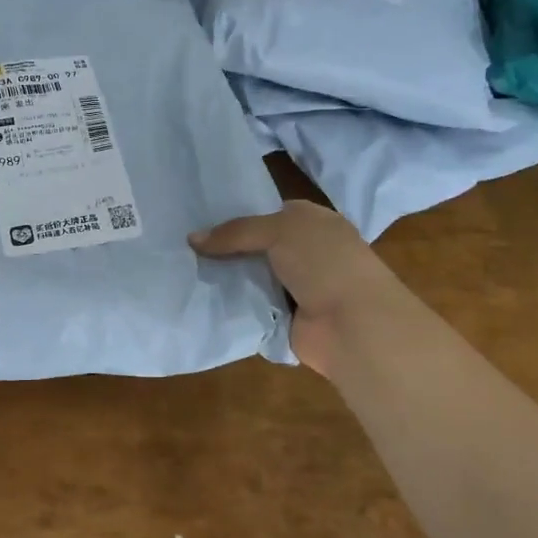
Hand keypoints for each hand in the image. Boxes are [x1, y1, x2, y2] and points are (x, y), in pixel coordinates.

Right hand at [191, 201, 403, 374]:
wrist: (353, 324)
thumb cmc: (324, 263)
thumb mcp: (279, 231)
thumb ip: (235, 232)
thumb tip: (192, 239)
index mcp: (313, 222)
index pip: (268, 212)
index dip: (237, 215)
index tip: (200, 219)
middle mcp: (306, 252)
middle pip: (255, 246)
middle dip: (225, 247)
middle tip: (183, 247)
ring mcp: (296, 286)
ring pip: (250, 276)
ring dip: (226, 277)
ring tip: (184, 271)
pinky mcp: (285, 317)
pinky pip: (251, 305)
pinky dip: (232, 304)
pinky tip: (201, 297)